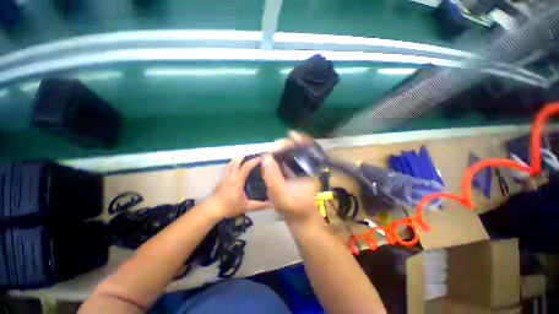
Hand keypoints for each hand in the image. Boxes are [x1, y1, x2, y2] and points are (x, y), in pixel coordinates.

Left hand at [210, 156, 270, 217]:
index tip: (261, 158)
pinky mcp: (222, 180)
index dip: (253, 161)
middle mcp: (231, 176)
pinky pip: (228, 168)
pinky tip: (235, 165)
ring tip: (242, 154)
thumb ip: (259, 205)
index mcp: (238, 180)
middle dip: (243, 155)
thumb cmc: (230, 206)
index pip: (246, 167)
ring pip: (231, 164)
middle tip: (248, 149)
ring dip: (236, 158)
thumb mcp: (246, 206)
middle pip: (236, 162)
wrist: (213, 208)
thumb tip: (272, 204)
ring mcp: (225, 177)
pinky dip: (233, 164)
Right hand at [261, 132, 321, 227]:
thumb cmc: (293, 210)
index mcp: (310, 171)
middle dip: (286, 145)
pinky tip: (274, 158)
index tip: (290, 134)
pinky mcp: (296, 172)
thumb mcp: (281, 197)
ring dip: (283, 149)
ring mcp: (302, 169)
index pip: (310, 149)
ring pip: (294, 153)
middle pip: (300, 148)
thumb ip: (273, 178)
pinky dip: (281, 156)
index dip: (301, 139)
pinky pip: (289, 159)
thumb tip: (266, 157)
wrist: (300, 218)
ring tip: (272, 152)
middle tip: (273, 149)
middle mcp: (308, 167)